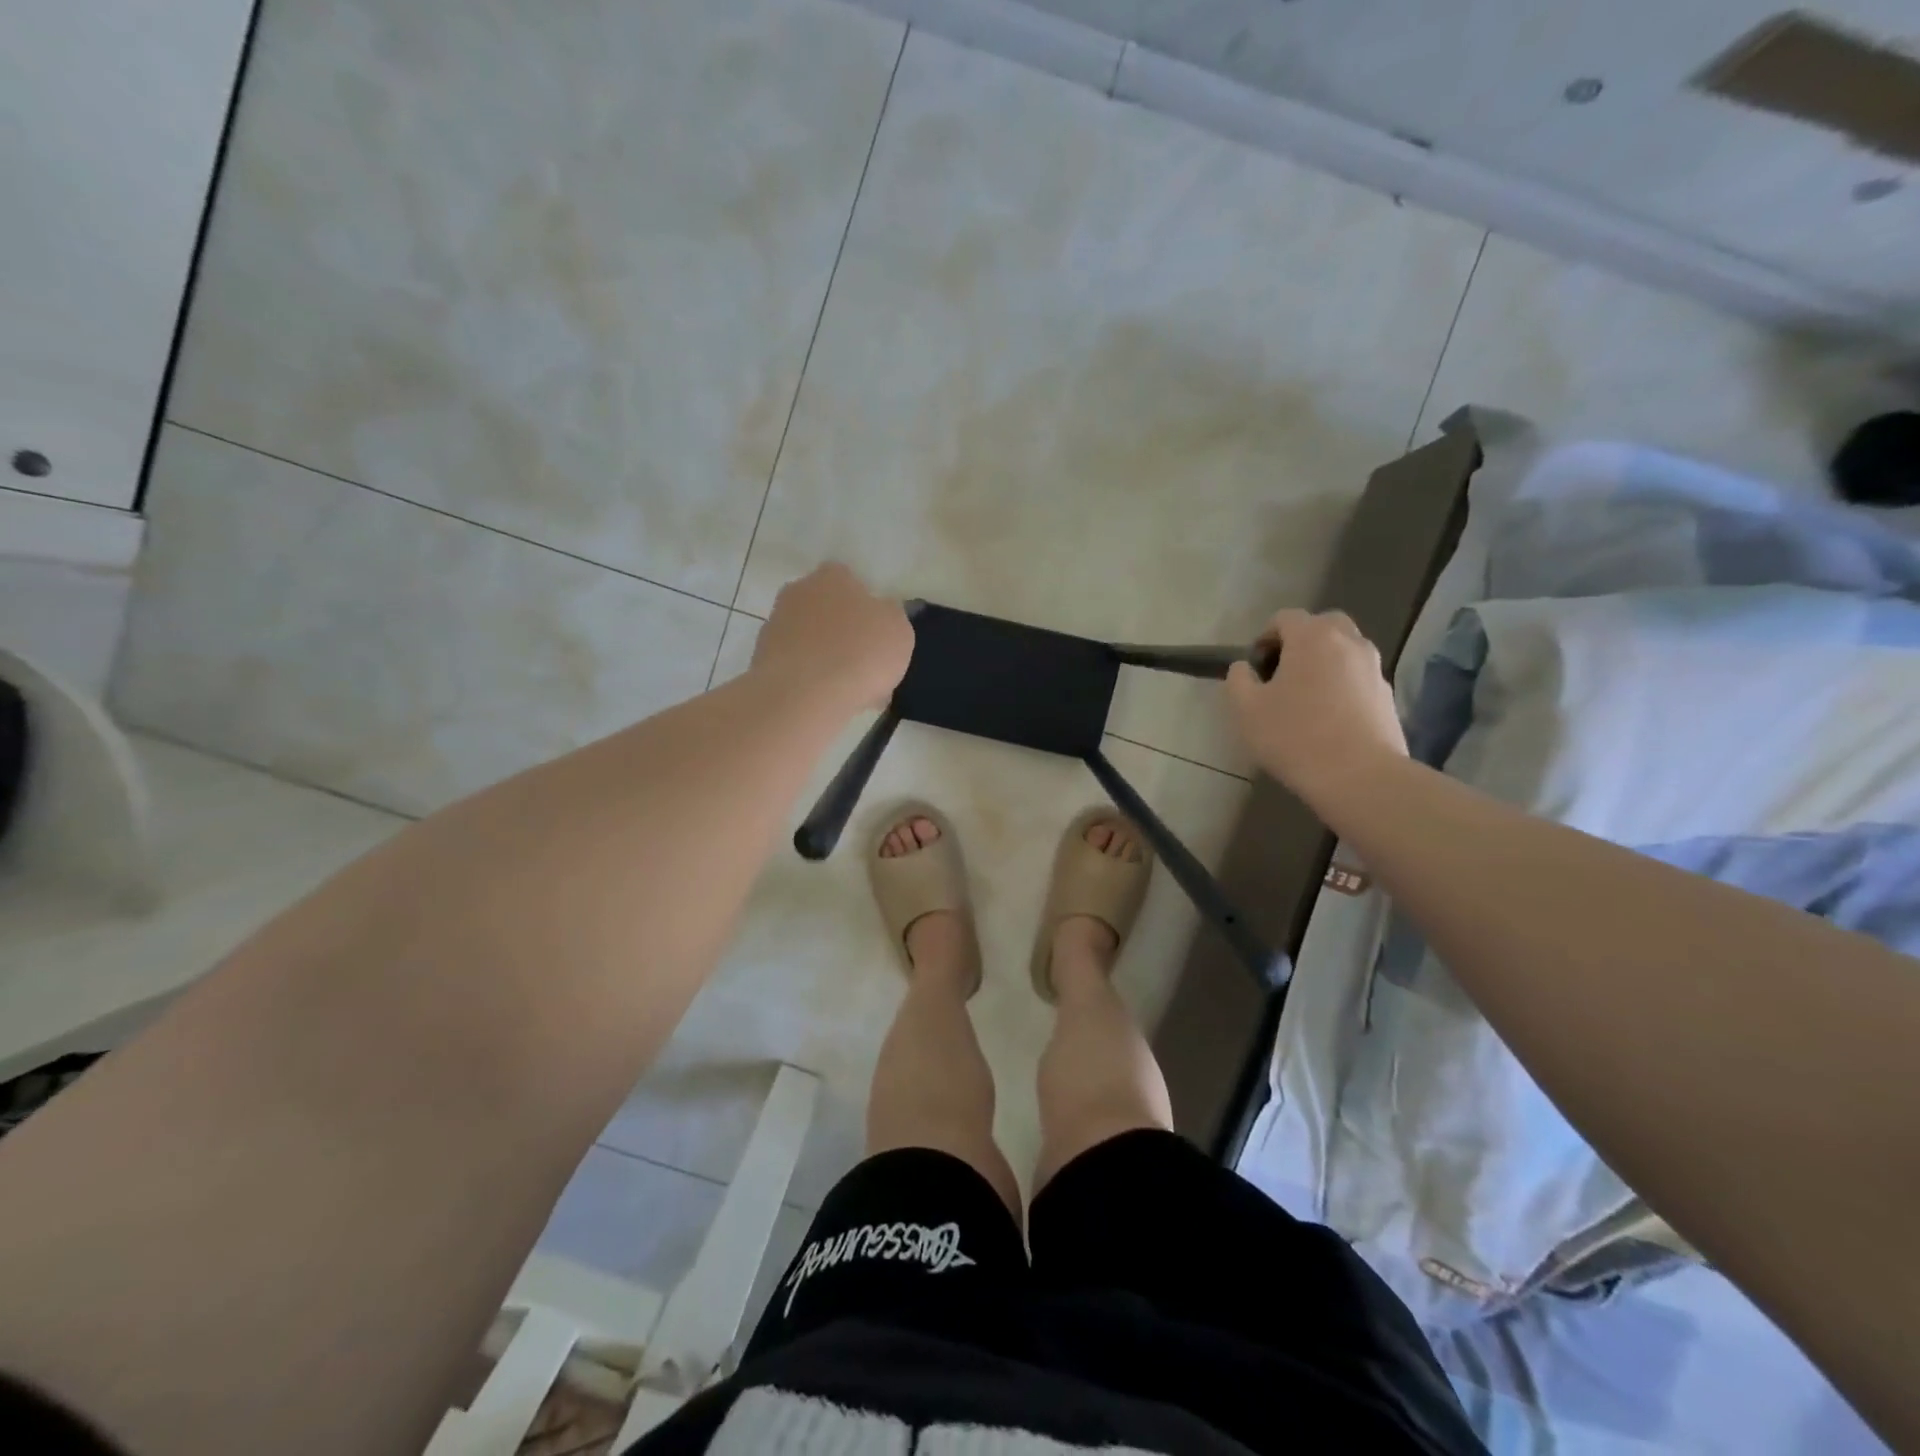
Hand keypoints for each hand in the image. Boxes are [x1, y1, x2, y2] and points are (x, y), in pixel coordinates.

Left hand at [752, 563, 913, 710]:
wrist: (805, 694)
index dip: (867, 610)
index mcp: (833, 576)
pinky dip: (810, 680)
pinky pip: (796, 667)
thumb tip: (880, 615)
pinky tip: (826, 702)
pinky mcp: (761, 658)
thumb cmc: (861, 652)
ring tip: (850, 693)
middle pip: (827, 611)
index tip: (878, 637)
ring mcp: (775, 624)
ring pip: (811, 641)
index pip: (851, 582)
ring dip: (826, 659)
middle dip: (844, 634)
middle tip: (865, 666)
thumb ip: (890, 617)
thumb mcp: (899, 630)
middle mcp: (798, 591)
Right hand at [1225, 609, 1406, 805]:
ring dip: (1324, 663)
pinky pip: (1358, 677)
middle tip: (1283, 675)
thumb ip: (1238, 680)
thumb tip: (1245, 668)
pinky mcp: (1387, 695)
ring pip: (1345, 650)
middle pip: (1323, 625)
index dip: (1264, 638)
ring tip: (1306, 699)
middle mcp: (1349, 642)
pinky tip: (1329, 719)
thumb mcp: (1246, 709)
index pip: (1285, 617)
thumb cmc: (1294, 737)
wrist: (1359, 777)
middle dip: (1300, 642)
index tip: (1255, 669)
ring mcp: (1374, 668)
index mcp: (1312, 637)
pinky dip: (1342, 686)